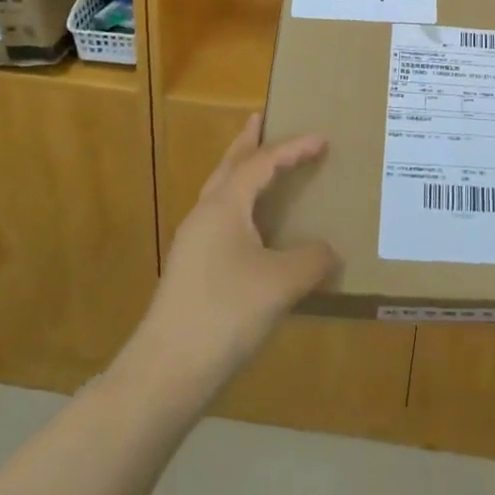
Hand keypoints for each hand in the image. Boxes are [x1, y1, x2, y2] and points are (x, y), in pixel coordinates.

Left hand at [140, 114, 338, 394]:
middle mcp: (205, 216)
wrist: (165, 374)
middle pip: (229, 167)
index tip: (322, 139)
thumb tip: (329, 251)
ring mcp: (194, 245)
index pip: (262, 162)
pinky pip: (221, 220)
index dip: (293, 148)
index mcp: (224, 206)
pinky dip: (241, 206)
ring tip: (262, 167)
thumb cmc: (225, 314)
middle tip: (263, 120)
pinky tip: (255, 229)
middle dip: (247, 142)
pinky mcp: (192, 271)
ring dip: (241, 174)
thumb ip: (312, 259)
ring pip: (221, 194)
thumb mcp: (281, 283)